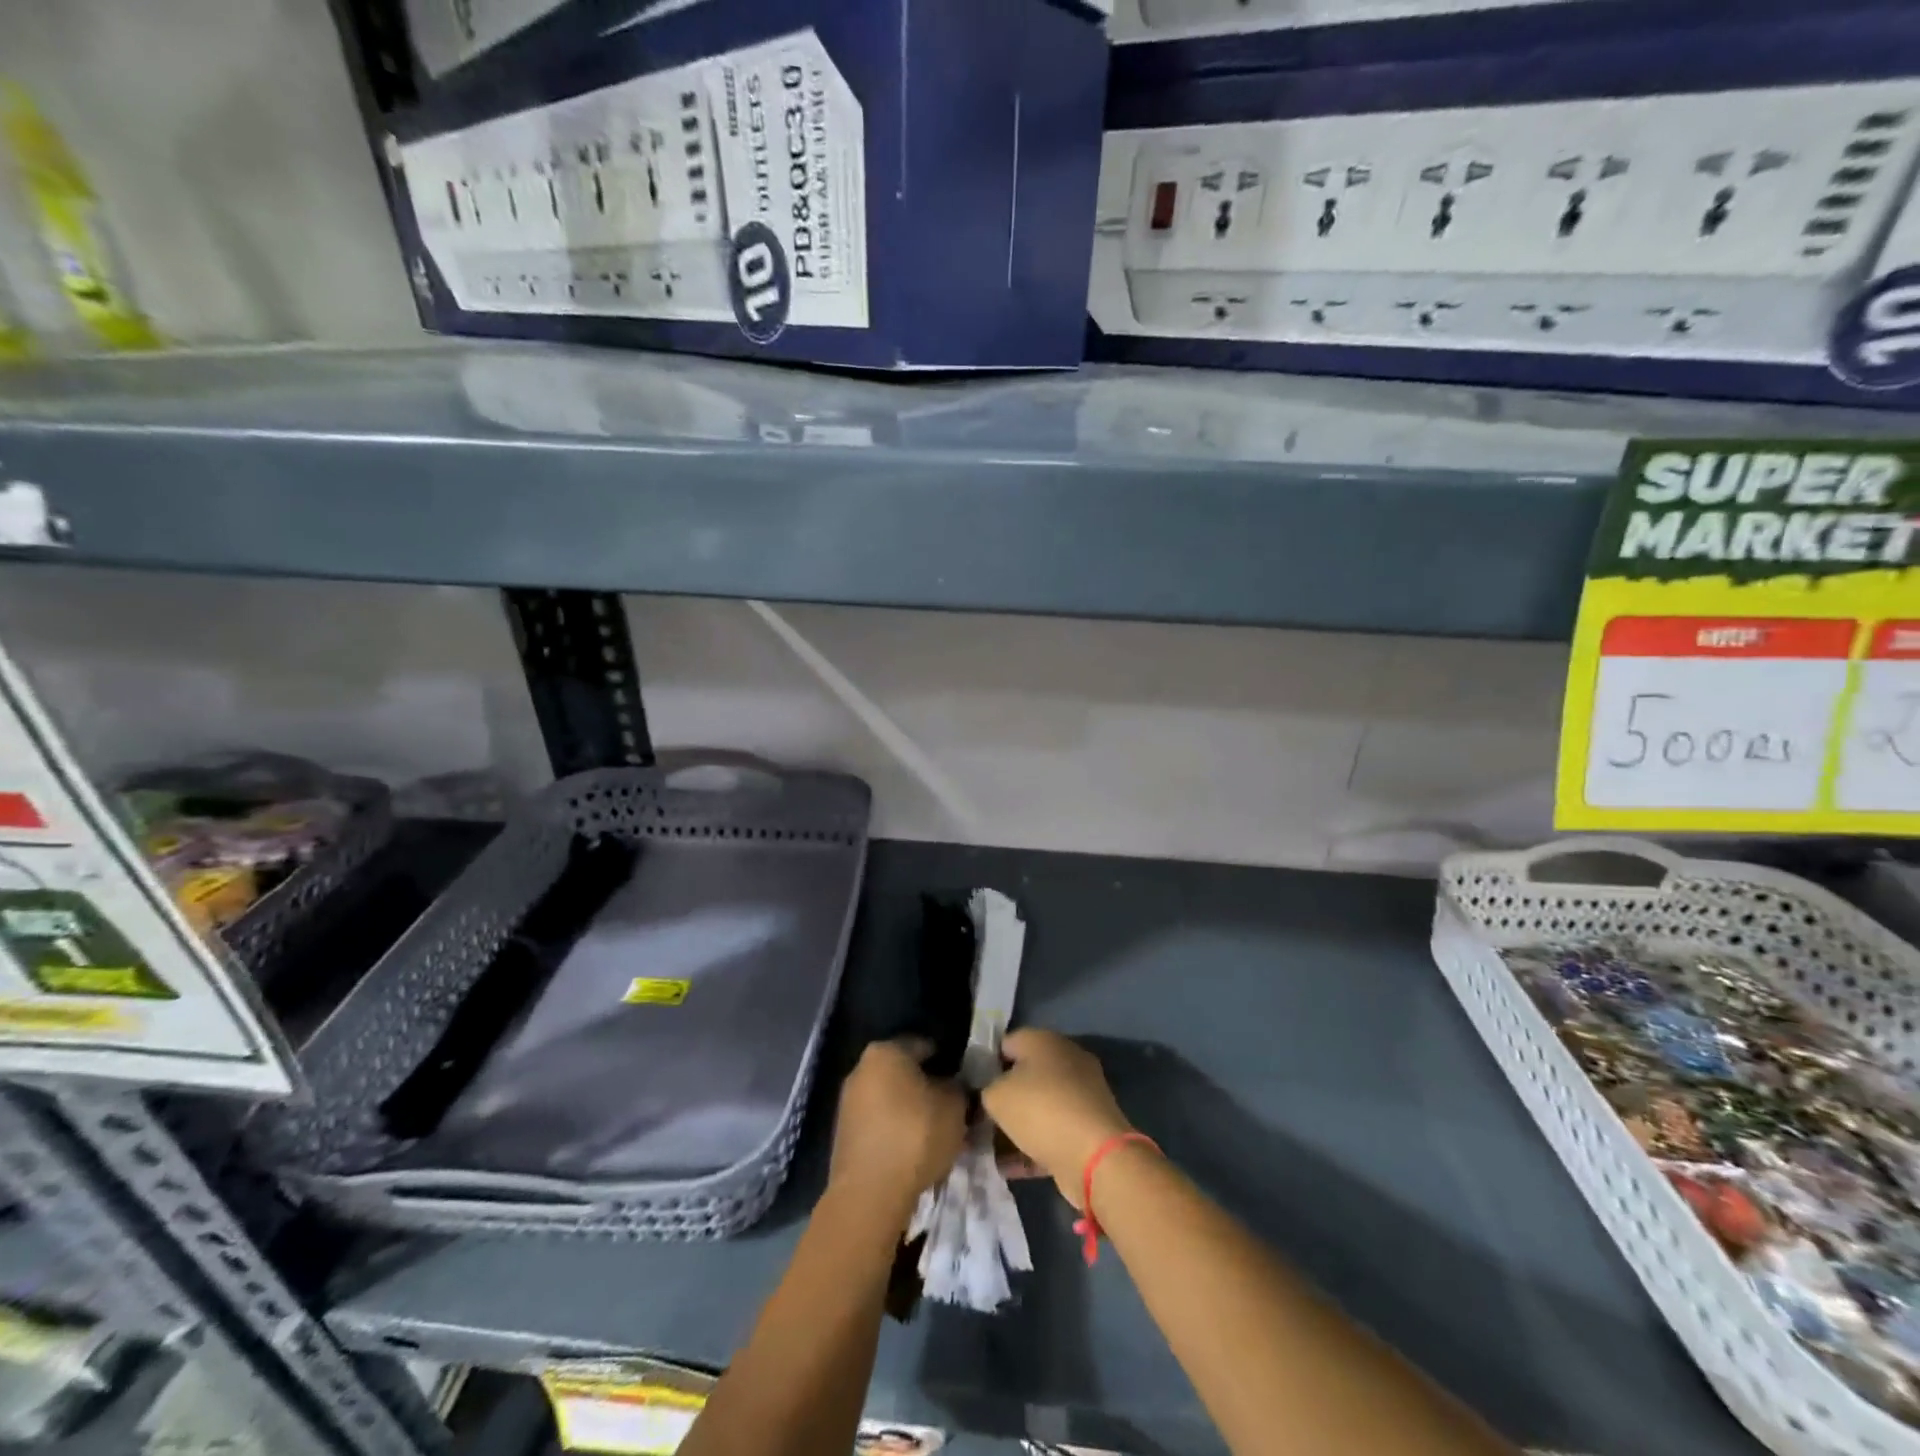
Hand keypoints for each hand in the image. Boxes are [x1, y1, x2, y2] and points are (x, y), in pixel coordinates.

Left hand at [828, 1039, 966, 1219]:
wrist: (869, 1194)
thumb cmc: (915, 1135)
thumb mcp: (954, 1106)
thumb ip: (957, 1087)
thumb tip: (953, 1085)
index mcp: (885, 1051)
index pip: (924, 1046)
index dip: (948, 1063)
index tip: (963, 1083)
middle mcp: (861, 1068)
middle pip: (905, 1073)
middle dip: (928, 1088)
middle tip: (952, 1110)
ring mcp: (848, 1102)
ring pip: (891, 1099)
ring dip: (912, 1111)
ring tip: (936, 1134)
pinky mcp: (844, 1133)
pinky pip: (879, 1123)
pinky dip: (896, 1131)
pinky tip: (914, 1151)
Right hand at [982, 1029, 1130, 1209]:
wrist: (1096, 1156)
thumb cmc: (1041, 1110)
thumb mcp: (996, 1096)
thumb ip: (985, 1090)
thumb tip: (988, 1094)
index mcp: (1044, 1040)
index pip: (1006, 1043)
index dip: (985, 1064)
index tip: (971, 1088)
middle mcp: (1065, 1059)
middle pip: (1024, 1075)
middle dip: (1002, 1097)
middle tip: (980, 1119)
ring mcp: (1080, 1093)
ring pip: (1038, 1106)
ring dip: (1016, 1126)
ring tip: (989, 1148)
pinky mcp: (1088, 1126)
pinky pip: (1052, 1131)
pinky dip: (1032, 1146)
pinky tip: (1008, 1167)